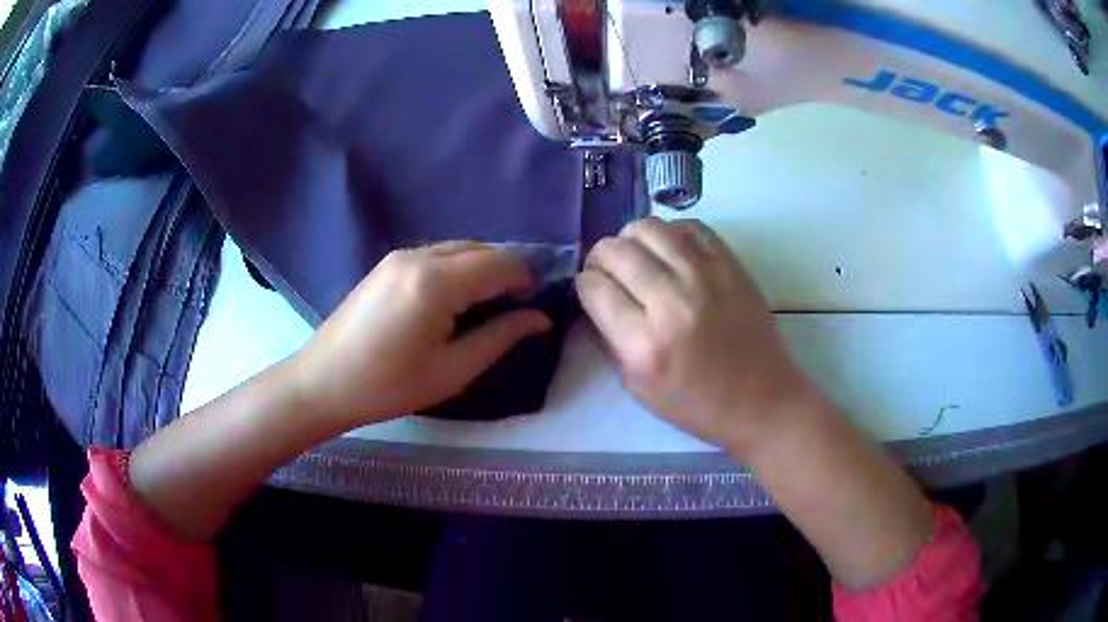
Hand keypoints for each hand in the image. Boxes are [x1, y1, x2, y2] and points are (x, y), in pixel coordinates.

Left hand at [290, 242, 552, 428]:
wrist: (323, 382)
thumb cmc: (389, 385)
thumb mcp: (452, 370)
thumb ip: (500, 337)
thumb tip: (539, 319)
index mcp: (437, 281)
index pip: (500, 263)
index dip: (526, 280)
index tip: (534, 307)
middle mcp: (419, 255)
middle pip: (480, 248)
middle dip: (506, 272)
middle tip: (513, 309)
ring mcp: (398, 256)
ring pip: (458, 248)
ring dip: (481, 269)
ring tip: (486, 307)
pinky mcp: (386, 264)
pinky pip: (436, 255)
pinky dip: (457, 269)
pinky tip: (453, 300)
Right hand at [576, 218, 811, 454]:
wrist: (762, 400)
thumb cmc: (697, 405)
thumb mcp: (638, 387)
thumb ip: (611, 338)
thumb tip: (596, 296)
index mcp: (644, 344)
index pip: (593, 287)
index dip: (584, 285)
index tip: (591, 291)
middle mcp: (671, 302)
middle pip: (615, 250)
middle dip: (600, 257)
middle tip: (608, 271)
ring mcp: (705, 277)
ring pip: (648, 228)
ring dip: (631, 238)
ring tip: (638, 257)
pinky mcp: (730, 265)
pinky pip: (689, 227)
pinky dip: (671, 234)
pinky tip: (671, 253)